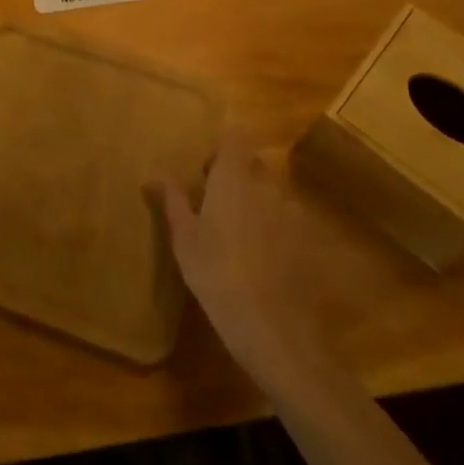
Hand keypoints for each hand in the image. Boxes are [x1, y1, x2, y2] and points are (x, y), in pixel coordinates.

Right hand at [158, 142, 323, 394]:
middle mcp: (268, 183)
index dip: (220, 147)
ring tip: (237, 233)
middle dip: (236, 174)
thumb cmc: (216, 273)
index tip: (205, 171)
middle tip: (214, 204)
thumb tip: (156, 170)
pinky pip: (286, 219)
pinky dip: (273, 227)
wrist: (272, 327)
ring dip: (256, 200)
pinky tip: (261, 258)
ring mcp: (292, 211)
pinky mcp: (307, 239)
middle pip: (253, 162)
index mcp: (235, 175)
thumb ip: (172, 197)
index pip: (233, 137)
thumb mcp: (183, 236)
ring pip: (271, 191)